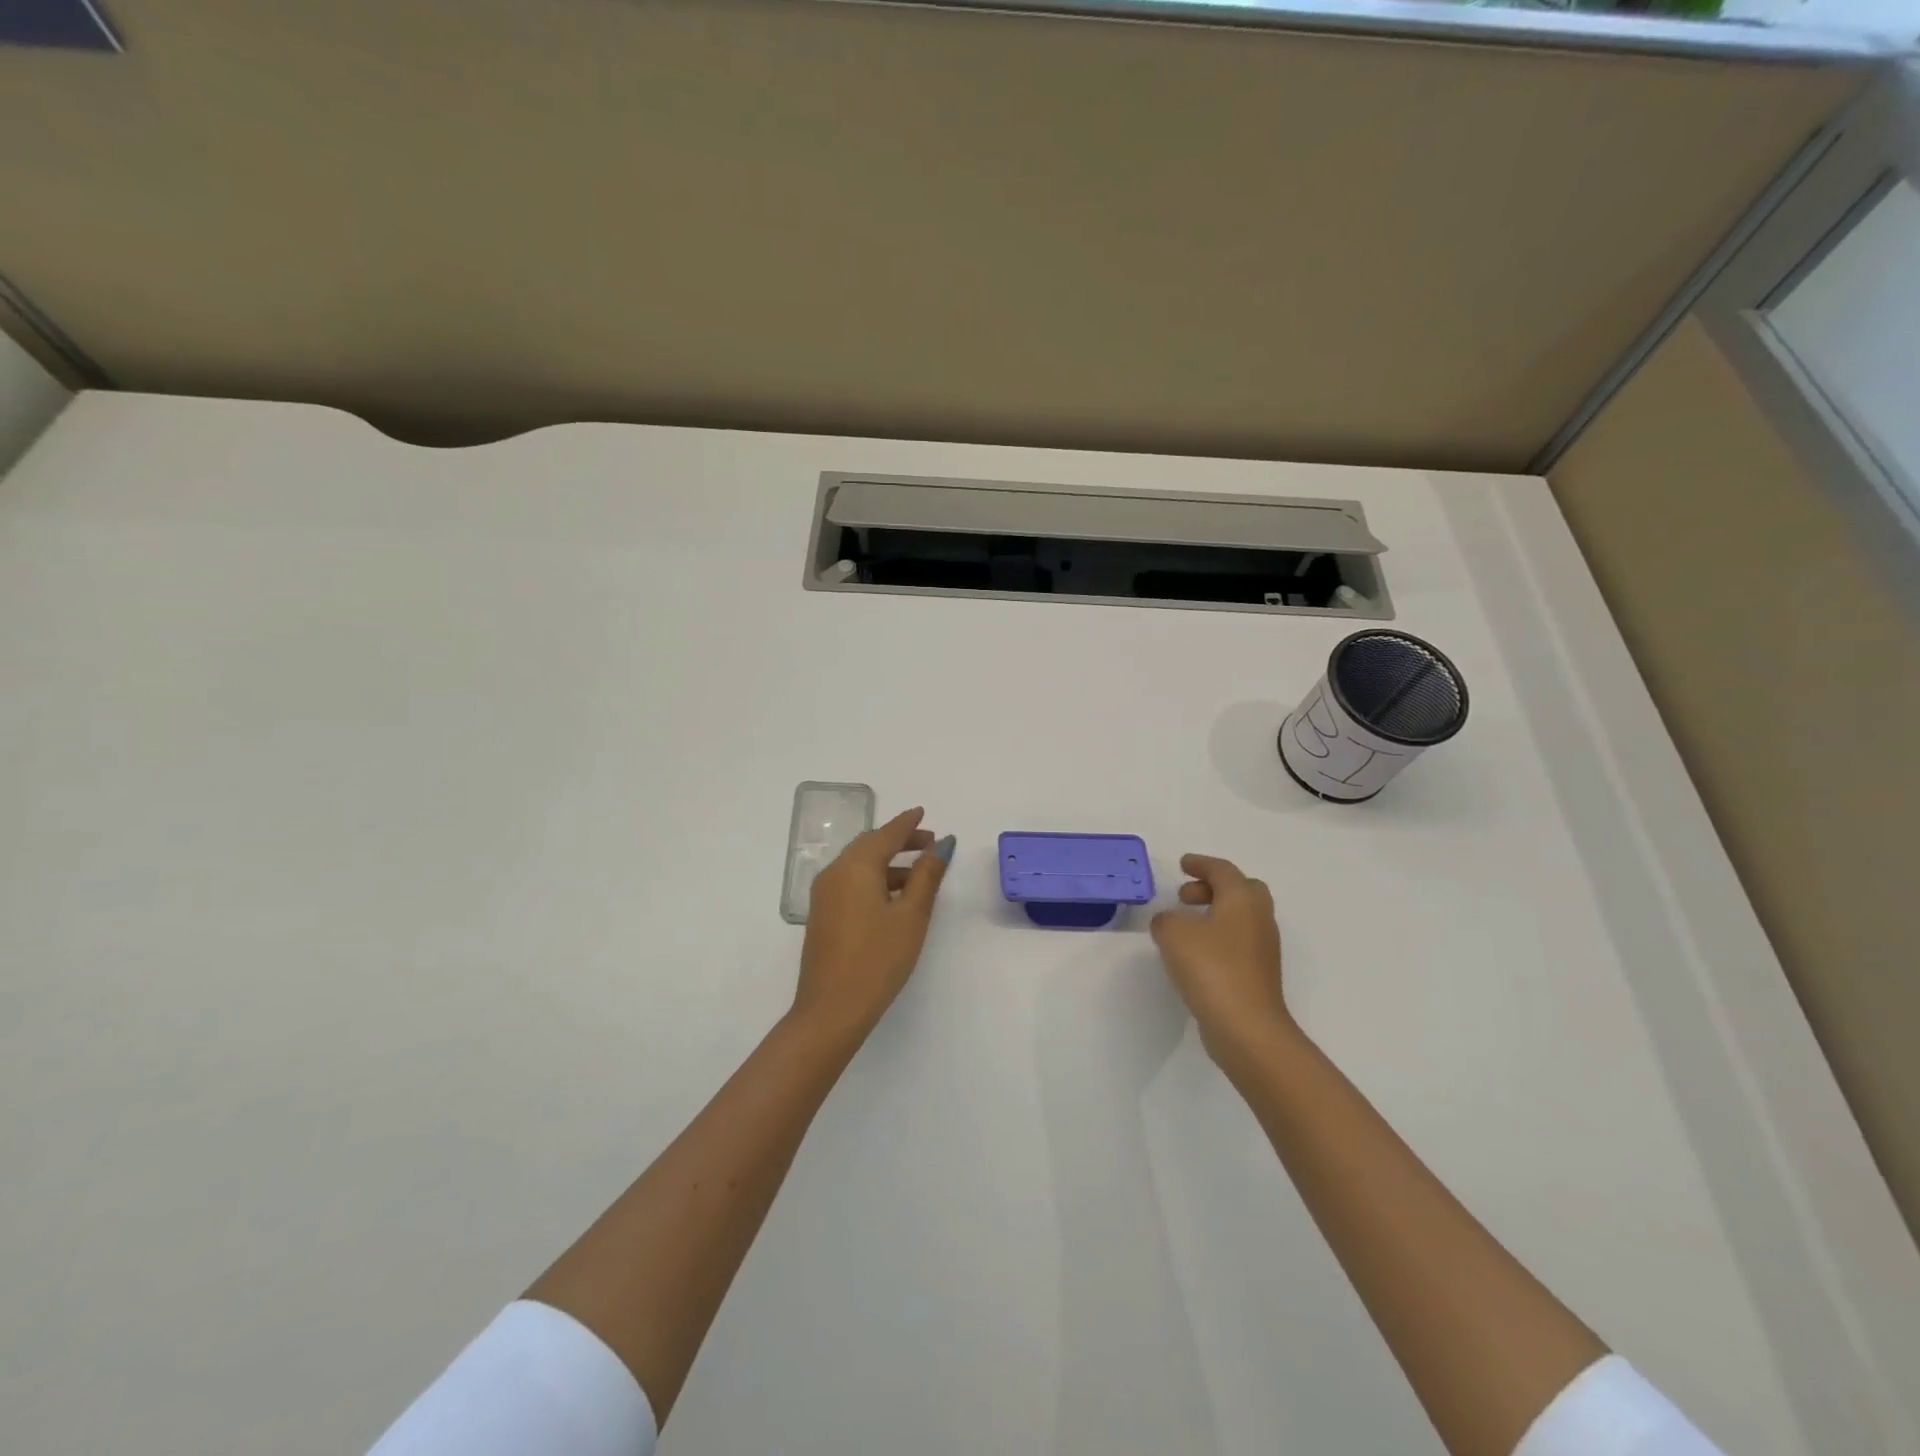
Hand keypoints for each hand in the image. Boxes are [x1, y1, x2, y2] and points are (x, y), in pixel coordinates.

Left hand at [794, 807, 953, 1038]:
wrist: (831, 1010)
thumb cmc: (878, 959)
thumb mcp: (911, 916)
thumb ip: (926, 877)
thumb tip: (940, 845)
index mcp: (855, 867)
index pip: (886, 834)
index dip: (908, 824)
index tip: (923, 813)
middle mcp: (834, 873)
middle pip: (869, 846)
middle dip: (899, 841)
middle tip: (928, 843)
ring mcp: (824, 895)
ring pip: (859, 866)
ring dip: (888, 863)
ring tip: (918, 873)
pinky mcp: (822, 915)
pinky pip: (851, 883)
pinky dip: (874, 879)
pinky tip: (893, 897)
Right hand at [1150, 854, 1295, 1074]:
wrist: (1246, 1027)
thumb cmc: (1211, 968)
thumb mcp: (1173, 934)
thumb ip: (1165, 919)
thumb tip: (1170, 922)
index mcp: (1242, 899)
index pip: (1222, 870)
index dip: (1200, 864)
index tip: (1182, 864)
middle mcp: (1259, 919)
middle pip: (1241, 890)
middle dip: (1213, 887)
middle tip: (1185, 896)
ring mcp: (1262, 949)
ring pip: (1241, 918)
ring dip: (1215, 913)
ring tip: (1184, 925)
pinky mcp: (1258, 974)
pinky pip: (1237, 942)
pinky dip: (1217, 937)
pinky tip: (1194, 954)